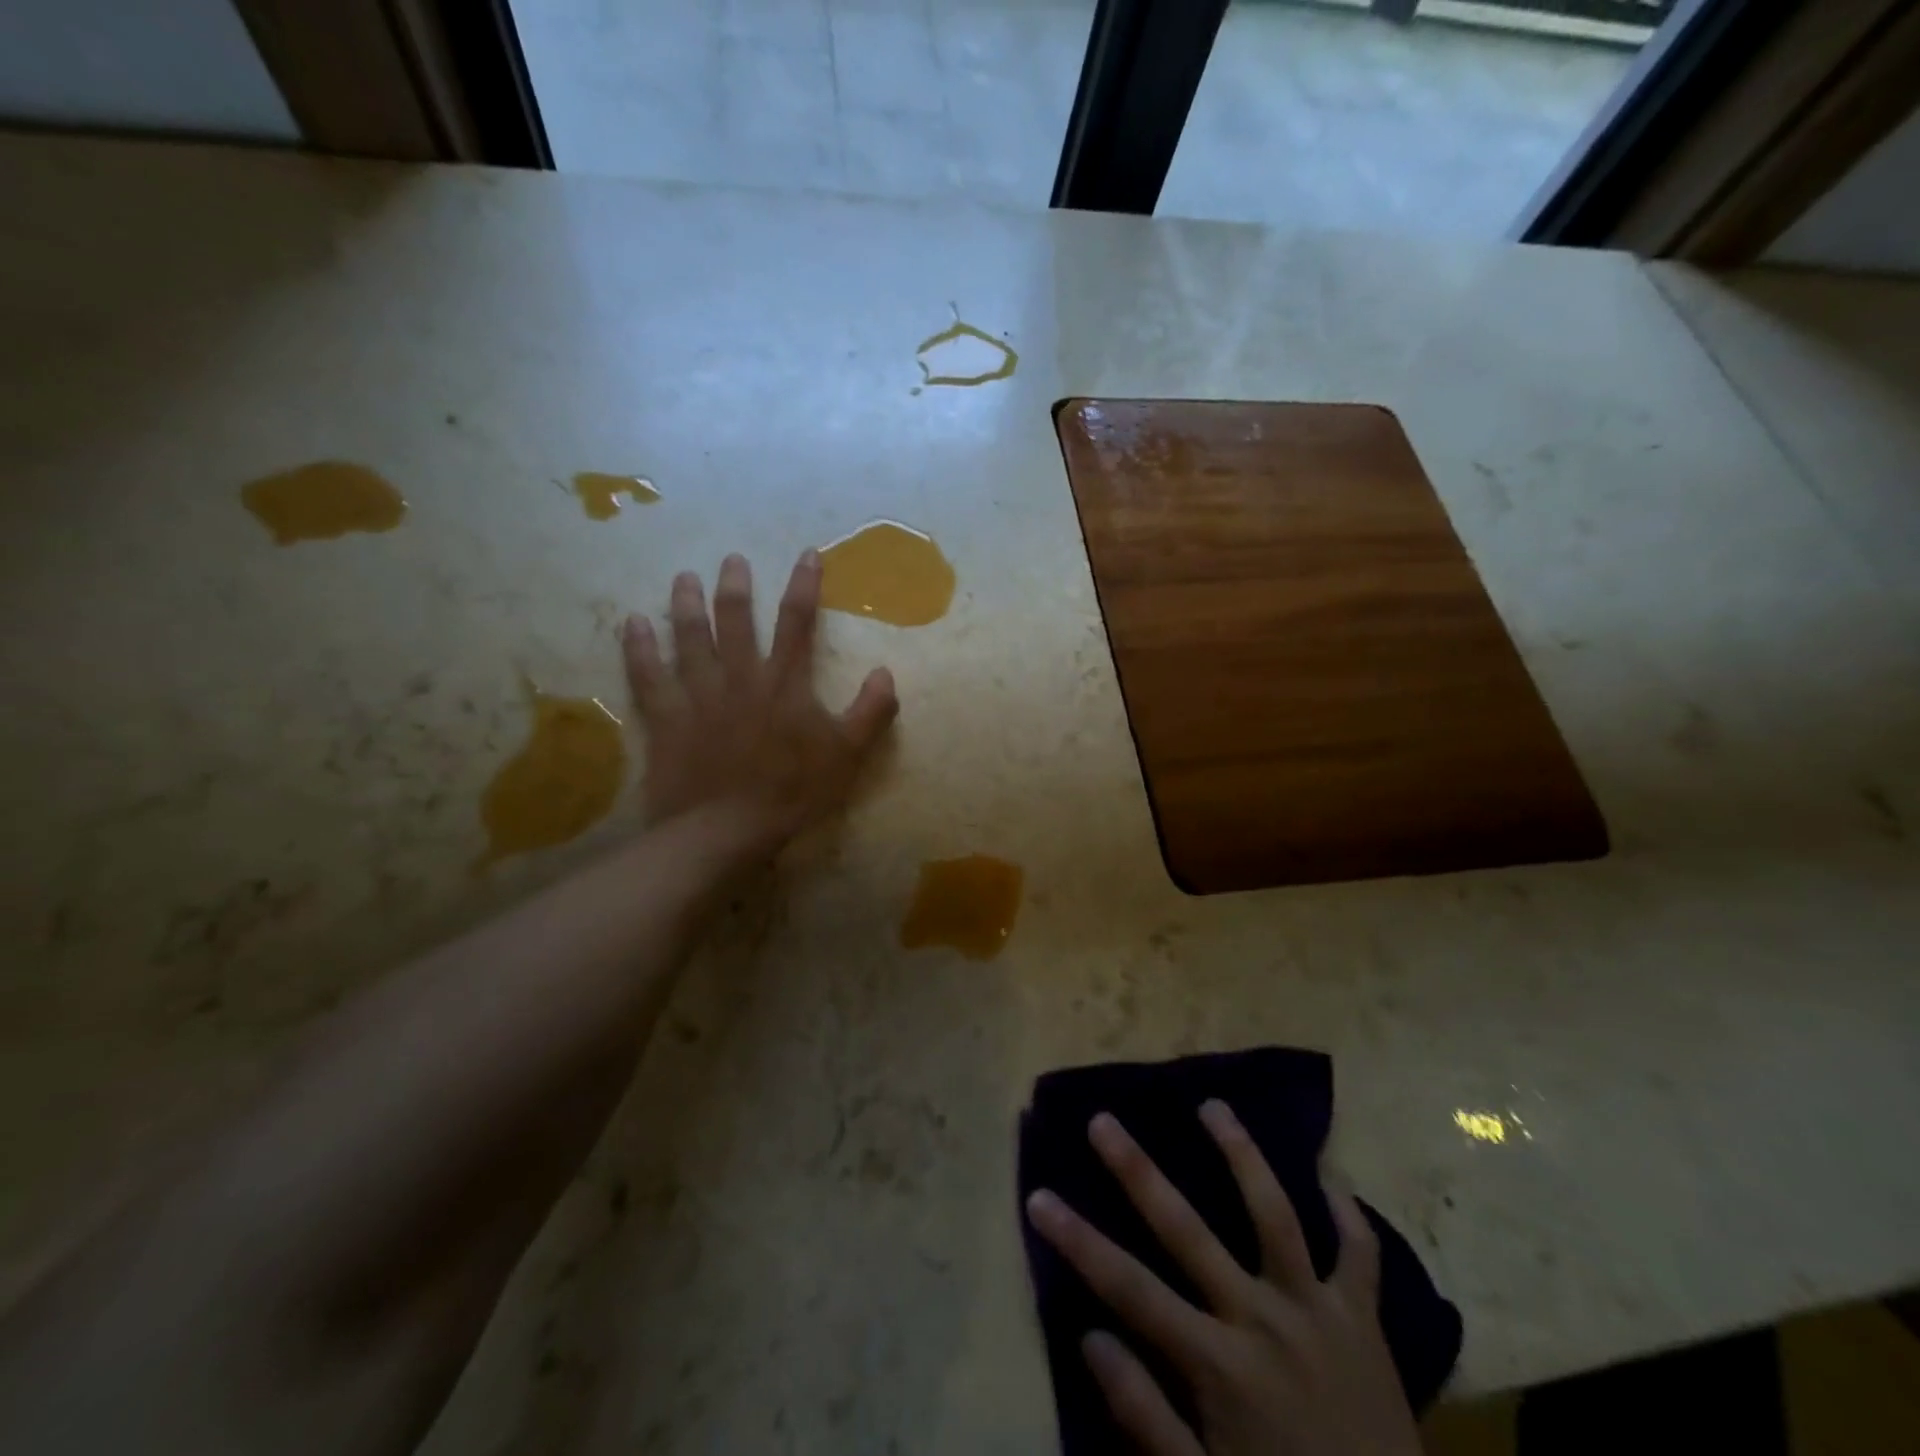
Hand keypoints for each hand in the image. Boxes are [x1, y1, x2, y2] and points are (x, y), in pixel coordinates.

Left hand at [622, 551, 897, 849]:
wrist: (725, 831)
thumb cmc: (792, 793)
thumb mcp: (847, 756)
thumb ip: (870, 712)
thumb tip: (886, 672)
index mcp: (784, 684)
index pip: (797, 623)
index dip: (804, 586)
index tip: (807, 555)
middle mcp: (740, 678)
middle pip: (736, 621)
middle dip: (735, 586)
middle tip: (731, 559)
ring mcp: (698, 696)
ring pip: (690, 639)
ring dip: (687, 605)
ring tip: (684, 577)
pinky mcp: (667, 719)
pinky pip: (648, 676)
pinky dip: (639, 648)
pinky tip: (633, 623)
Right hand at [1025, 1102, 1420, 1455]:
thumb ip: (1144, 1415)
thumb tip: (1090, 1337)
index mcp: (1219, 1364)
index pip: (1130, 1288)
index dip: (1079, 1241)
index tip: (1038, 1197)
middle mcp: (1263, 1319)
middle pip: (1187, 1230)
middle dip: (1138, 1172)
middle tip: (1103, 1120)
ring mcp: (1317, 1311)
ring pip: (1274, 1214)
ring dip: (1241, 1155)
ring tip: (1214, 1106)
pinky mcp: (1365, 1318)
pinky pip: (1360, 1253)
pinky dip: (1347, 1211)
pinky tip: (1328, 1171)